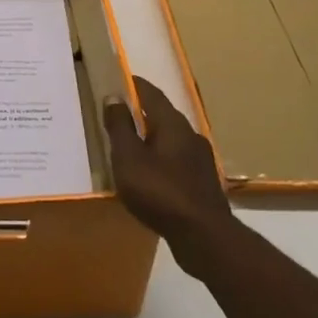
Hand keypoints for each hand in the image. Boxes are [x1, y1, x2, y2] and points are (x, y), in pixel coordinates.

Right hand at [102, 76, 234, 272]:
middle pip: (163, 115)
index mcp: (172, 123)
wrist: (204, 236)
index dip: (134, 85)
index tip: (119, 80)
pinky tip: (152, 174)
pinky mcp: (204, 182)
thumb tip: (113, 96)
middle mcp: (190, 134)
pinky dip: (162, 159)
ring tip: (133, 145)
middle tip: (120, 114)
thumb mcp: (128, 158)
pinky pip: (178, 160)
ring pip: (172, 139)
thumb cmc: (160, 191)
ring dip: (153, 138)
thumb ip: (120, 126)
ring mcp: (201, 159)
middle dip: (142, 112)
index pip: (151, 93)